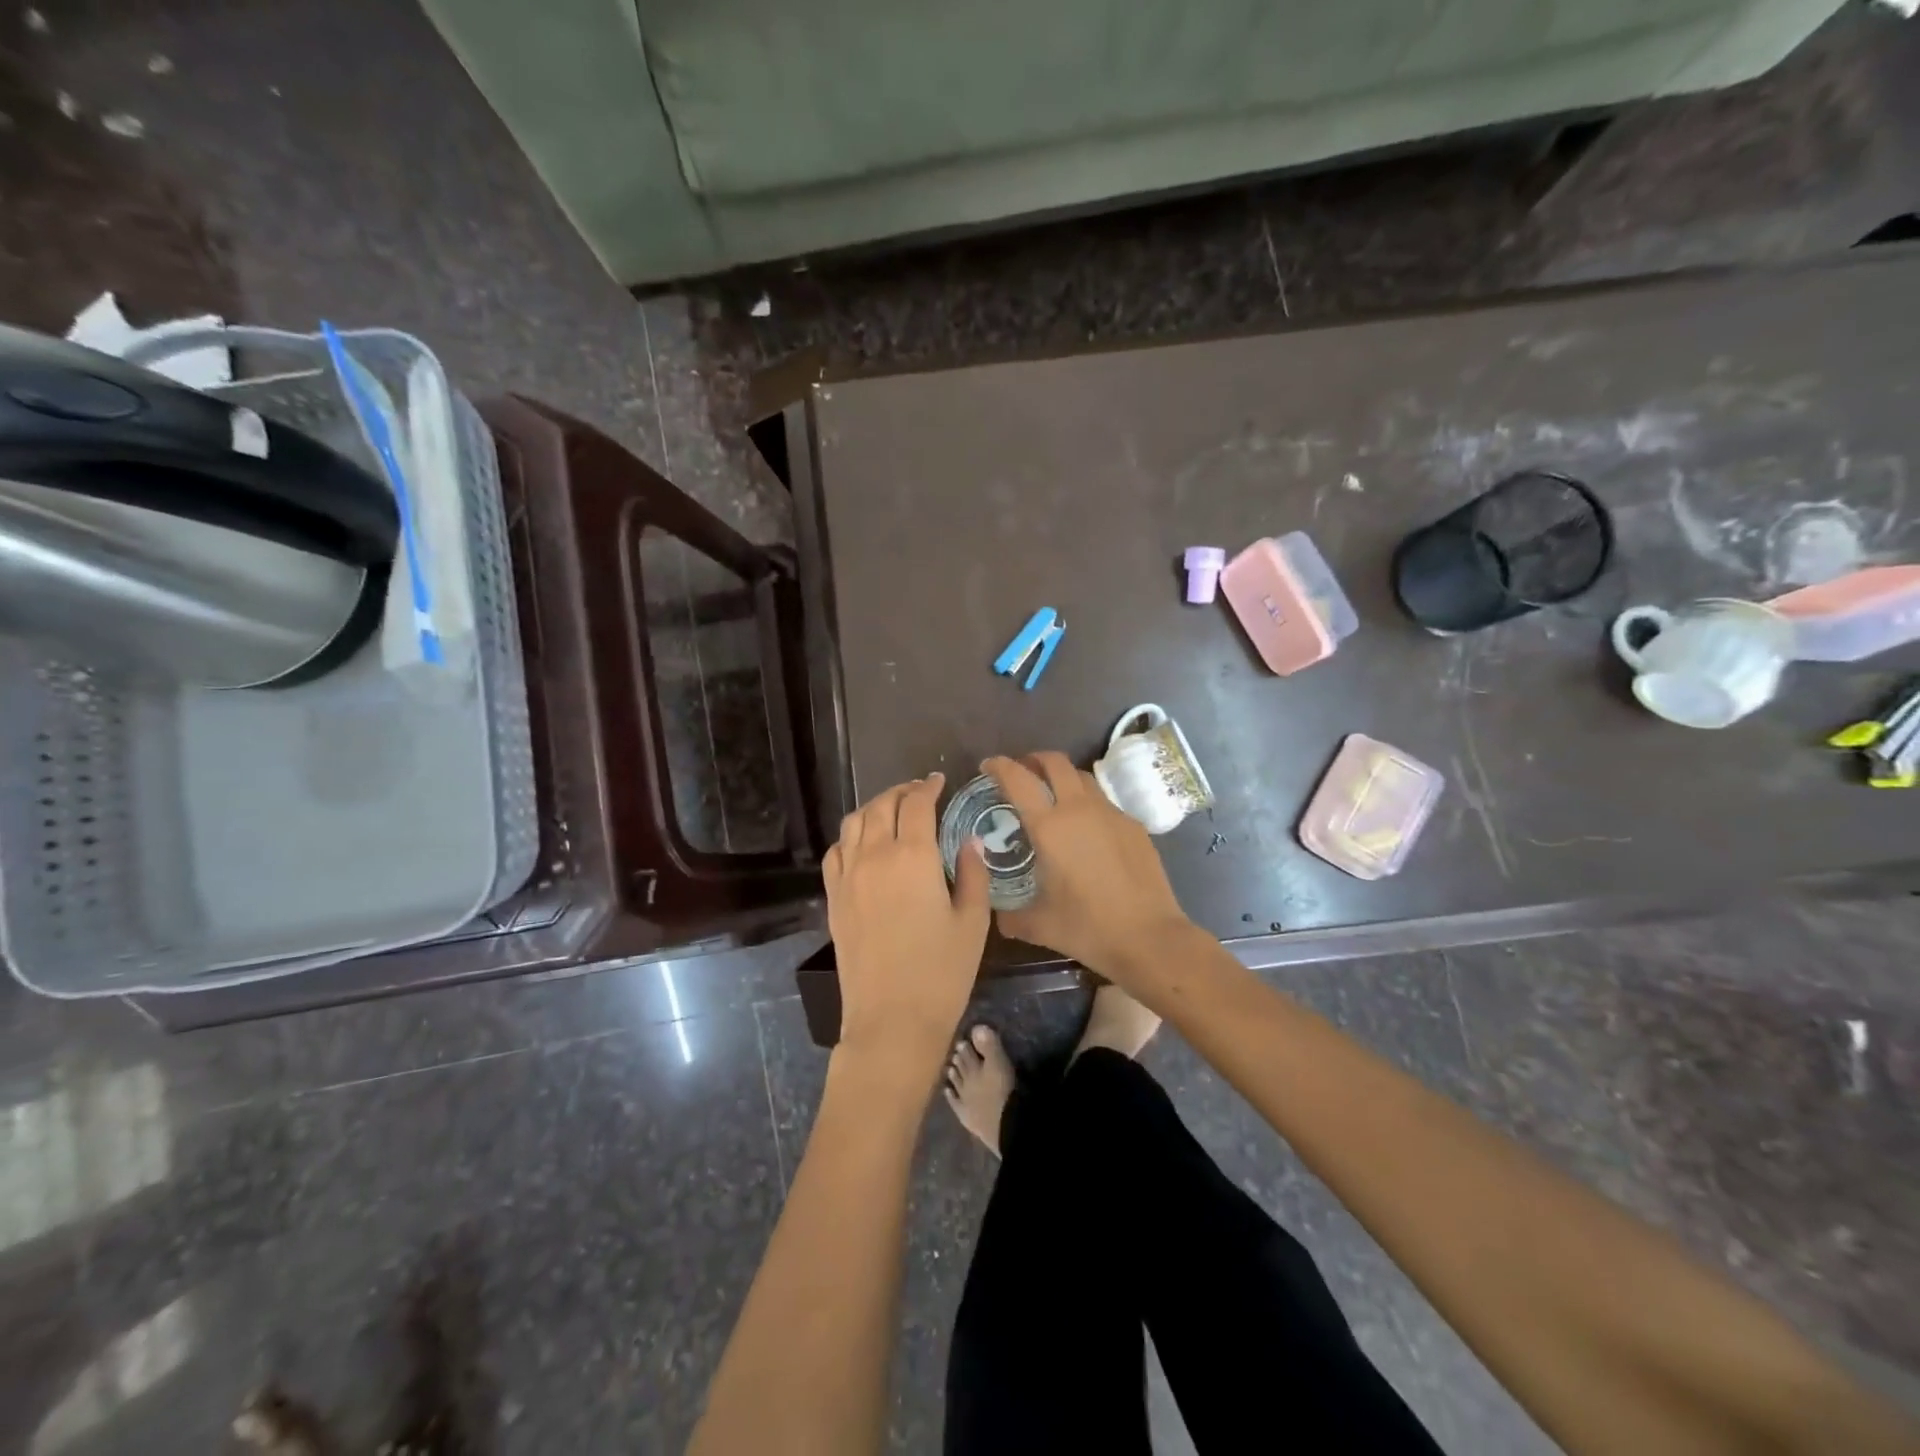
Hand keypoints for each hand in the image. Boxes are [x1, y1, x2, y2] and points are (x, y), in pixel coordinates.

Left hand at [826, 773, 990, 1090]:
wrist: (892, 1019)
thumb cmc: (942, 972)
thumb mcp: (973, 921)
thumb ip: (972, 873)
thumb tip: (969, 840)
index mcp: (913, 856)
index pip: (917, 804)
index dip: (928, 787)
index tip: (939, 781)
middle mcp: (874, 856)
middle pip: (882, 806)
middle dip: (902, 791)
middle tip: (919, 792)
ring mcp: (848, 876)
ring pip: (854, 822)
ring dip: (874, 807)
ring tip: (891, 809)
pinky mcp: (833, 898)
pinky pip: (835, 851)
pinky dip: (850, 836)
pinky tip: (862, 843)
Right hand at [983, 752, 1193, 982]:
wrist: (1149, 936)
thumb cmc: (1087, 927)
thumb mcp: (1039, 925)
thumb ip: (1012, 916)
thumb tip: (1000, 917)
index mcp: (1049, 827)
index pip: (1018, 779)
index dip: (999, 766)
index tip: (988, 766)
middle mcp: (1079, 809)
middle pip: (1055, 762)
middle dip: (1034, 759)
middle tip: (1022, 772)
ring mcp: (1111, 813)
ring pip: (1083, 777)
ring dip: (1063, 777)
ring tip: (1053, 796)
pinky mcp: (1133, 825)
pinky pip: (1104, 802)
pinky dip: (1087, 803)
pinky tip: (1086, 830)